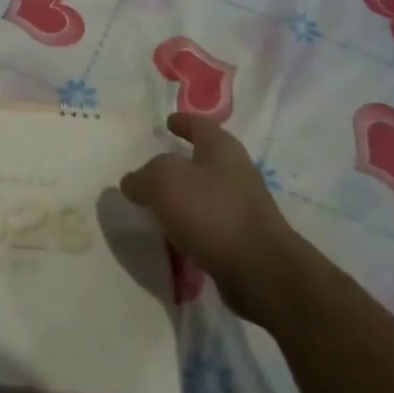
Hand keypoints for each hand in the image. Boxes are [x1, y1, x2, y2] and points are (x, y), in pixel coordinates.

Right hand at [121, 113, 289, 316]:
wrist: (260, 270)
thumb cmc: (211, 211)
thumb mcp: (164, 182)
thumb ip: (143, 177)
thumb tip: (133, 182)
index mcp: (222, 148)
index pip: (199, 125)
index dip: (182, 122)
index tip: (167, 122)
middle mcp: (237, 171)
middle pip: (204, 159)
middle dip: (181, 162)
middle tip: (154, 169)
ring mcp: (244, 206)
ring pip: (207, 193)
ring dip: (185, 197)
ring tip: (159, 206)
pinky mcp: (244, 238)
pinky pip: (211, 224)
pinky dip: (193, 225)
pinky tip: (175, 236)